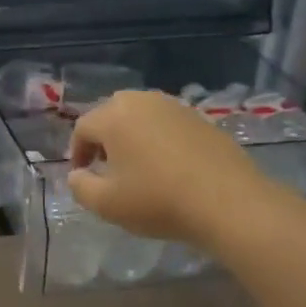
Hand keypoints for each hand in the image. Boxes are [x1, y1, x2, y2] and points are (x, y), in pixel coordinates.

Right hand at [68, 90, 272, 245]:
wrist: (228, 202)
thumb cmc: (157, 200)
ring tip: (137, 166)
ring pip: (141, 117)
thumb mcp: (105, 204)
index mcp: (114, 116)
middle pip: (111, 115)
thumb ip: (80, 186)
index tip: (83, 176)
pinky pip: (167, 124)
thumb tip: (77, 174)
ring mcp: (175, 107)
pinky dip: (159, 140)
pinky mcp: (201, 118)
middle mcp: (142, 101)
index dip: (77, 152)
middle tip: (107, 167)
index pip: (83, 128)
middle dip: (104, 139)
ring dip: (132, 137)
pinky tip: (168, 166)